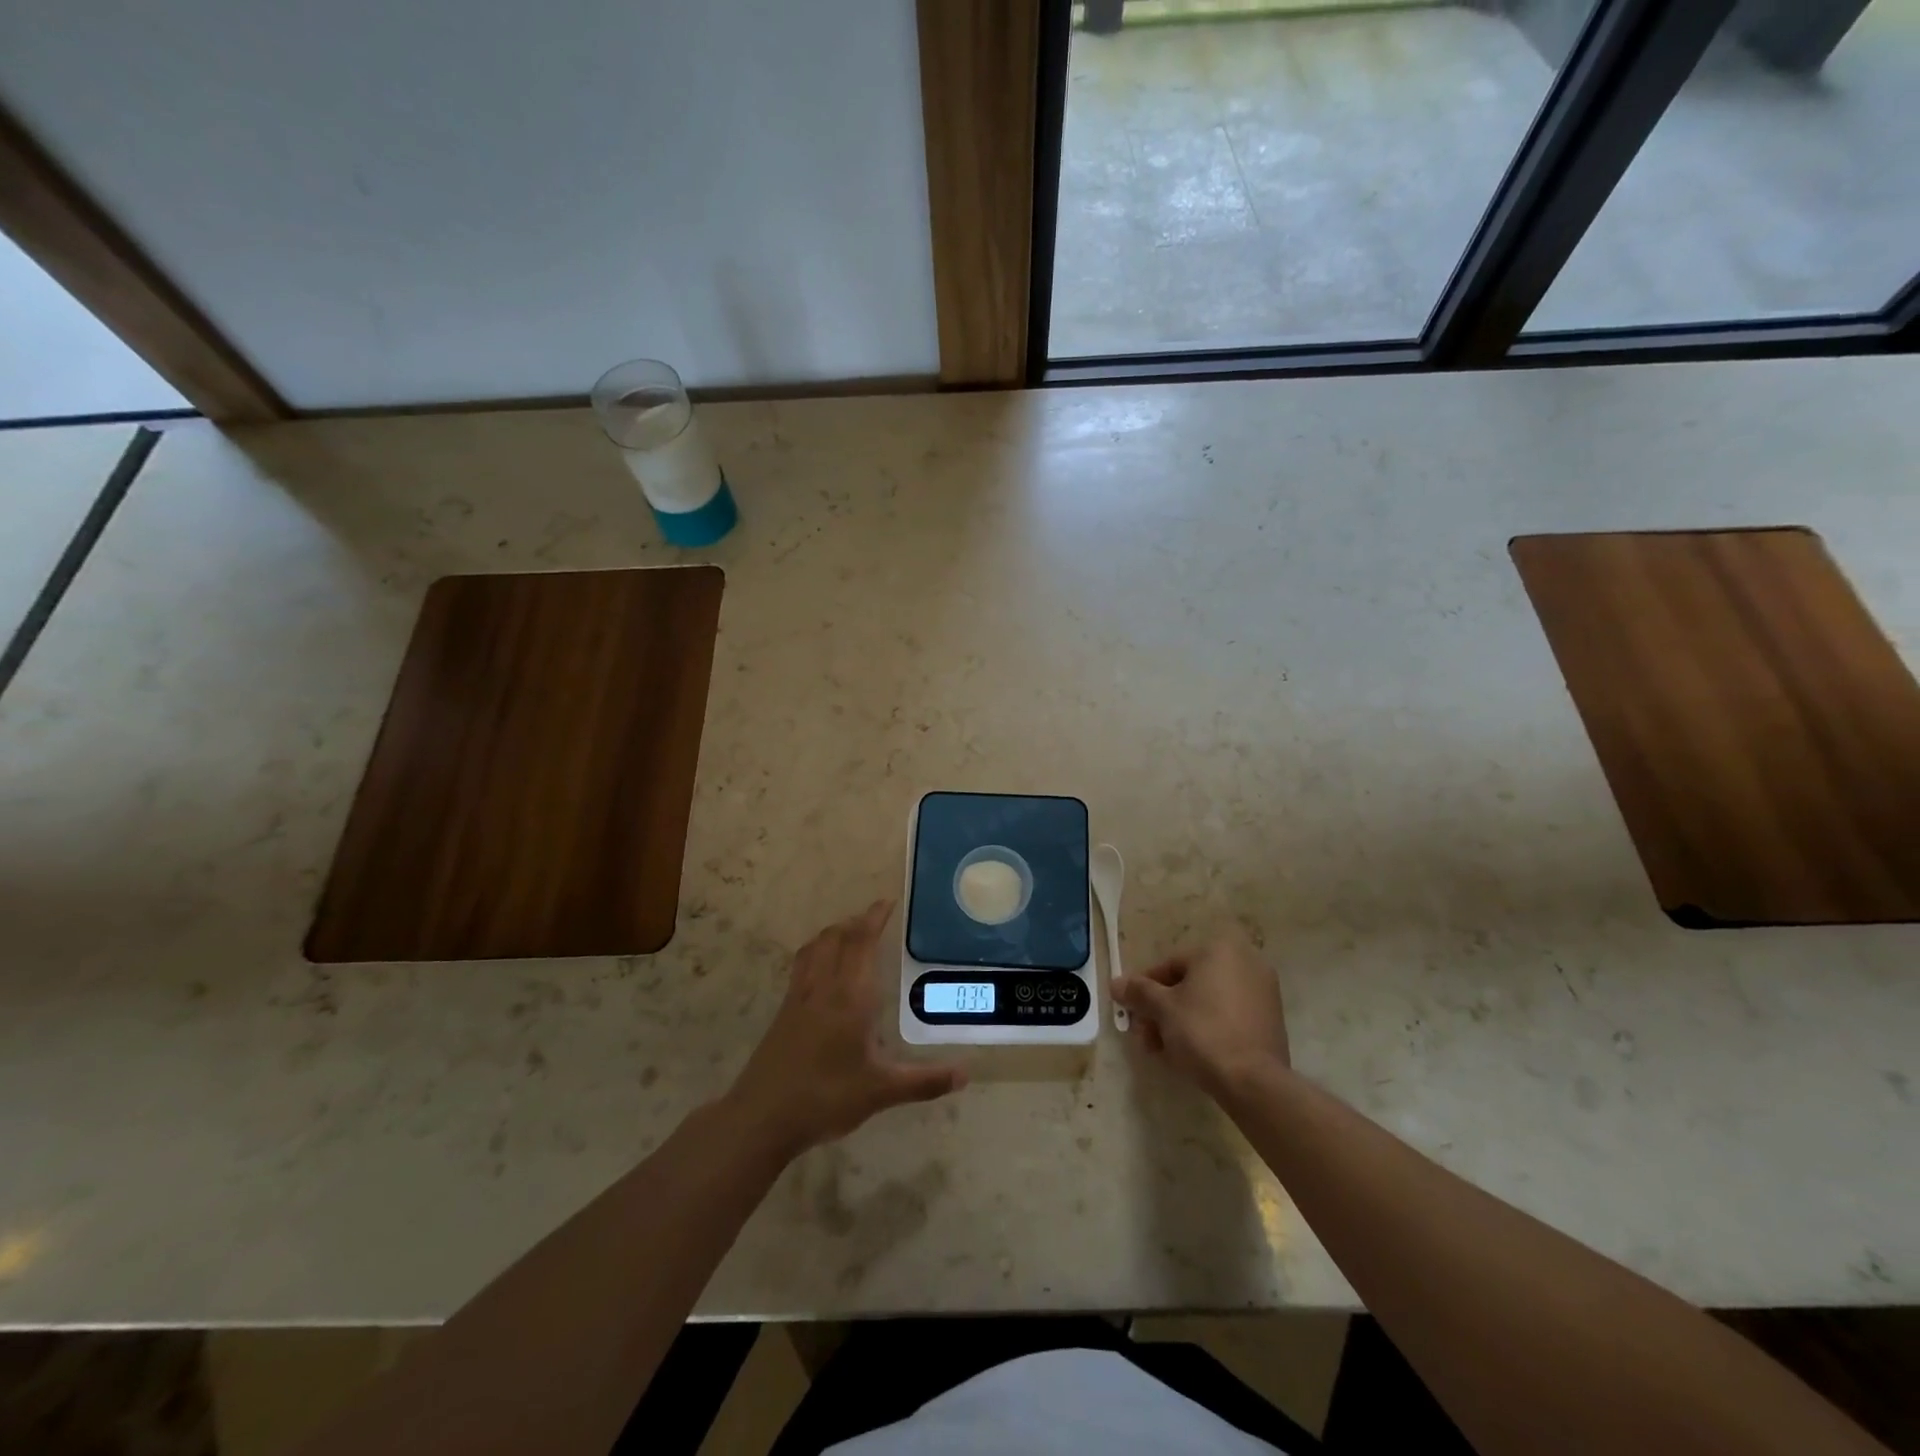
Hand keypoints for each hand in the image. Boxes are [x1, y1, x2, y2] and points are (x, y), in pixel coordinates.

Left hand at [725, 900, 966, 1159]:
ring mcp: (799, 997)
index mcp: (851, 997)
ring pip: (816, 947)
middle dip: (857, 922)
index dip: (874, 918)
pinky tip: (822, 968)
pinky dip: (816, 950)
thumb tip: (964, 1075)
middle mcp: (824, 987)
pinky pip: (802, 964)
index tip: (887, 903)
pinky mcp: (784, 1011)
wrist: (762, 1116)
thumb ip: (924, 1081)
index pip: (862, 943)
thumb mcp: (881, 1091)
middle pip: (837, 938)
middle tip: (875, 917)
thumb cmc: (826, 1098)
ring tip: (850, 932)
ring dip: (834, 932)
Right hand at [1113, 926, 1289, 1095]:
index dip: (1145, 989)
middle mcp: (1245, 962)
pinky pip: (1228, 1016)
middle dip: (1162, 1010)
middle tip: (1145, 1036)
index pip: (1169, 965)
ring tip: (1162, 1051)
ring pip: (1208, 1002)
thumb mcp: (1162, 1009)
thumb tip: (1115, 983)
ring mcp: (1263, 992)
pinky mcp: (1271, 1020)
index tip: (1131, 1011)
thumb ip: (1138, 991)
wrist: (1253, 1081)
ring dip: (1180, 1021)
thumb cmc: (1202, 1031)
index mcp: (1219, 950)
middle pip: (1189, 984)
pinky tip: (1189, 1054)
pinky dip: (1207, 1028)